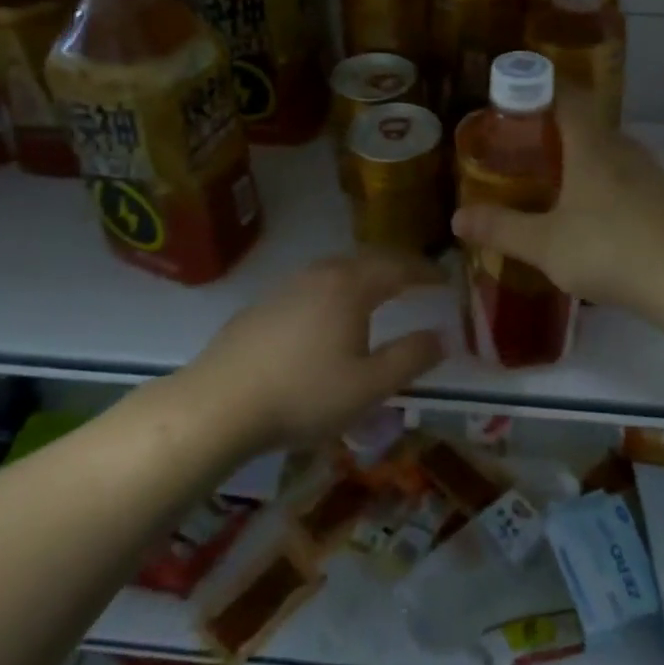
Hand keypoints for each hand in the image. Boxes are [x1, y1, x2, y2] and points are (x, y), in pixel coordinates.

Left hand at [170, 251, 444, 453]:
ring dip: (364, 276)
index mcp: (351, 285)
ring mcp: (287, 286)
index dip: (426, 271)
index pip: (399, 266)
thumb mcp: (369, 386)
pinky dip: (335, 290)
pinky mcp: (262, 305)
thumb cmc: (304, 395)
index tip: (445, 279)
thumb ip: (411, 358)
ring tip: (377, 293)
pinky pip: (312, 285)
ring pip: (336, 270)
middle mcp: (321, 274)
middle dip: (396, 267)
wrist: (218, 405)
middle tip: (416, 280)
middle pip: (367, 260)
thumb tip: (444, 336)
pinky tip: (328, 315)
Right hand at [451, 91, 663, 312]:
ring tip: (550, 185)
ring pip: (607, 153)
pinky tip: (590, 217)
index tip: (513, 101)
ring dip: (579, 160)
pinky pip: (624, 177)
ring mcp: (650, 173)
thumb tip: (457, 217)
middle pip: (586, 124)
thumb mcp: (544, 245)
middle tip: (520, 151)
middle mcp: (623, 148)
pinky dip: (601, 184)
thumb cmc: (610, 251)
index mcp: (593, 146)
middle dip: (553, 131)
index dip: (540, 89)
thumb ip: (500, 229)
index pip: (568, 96)